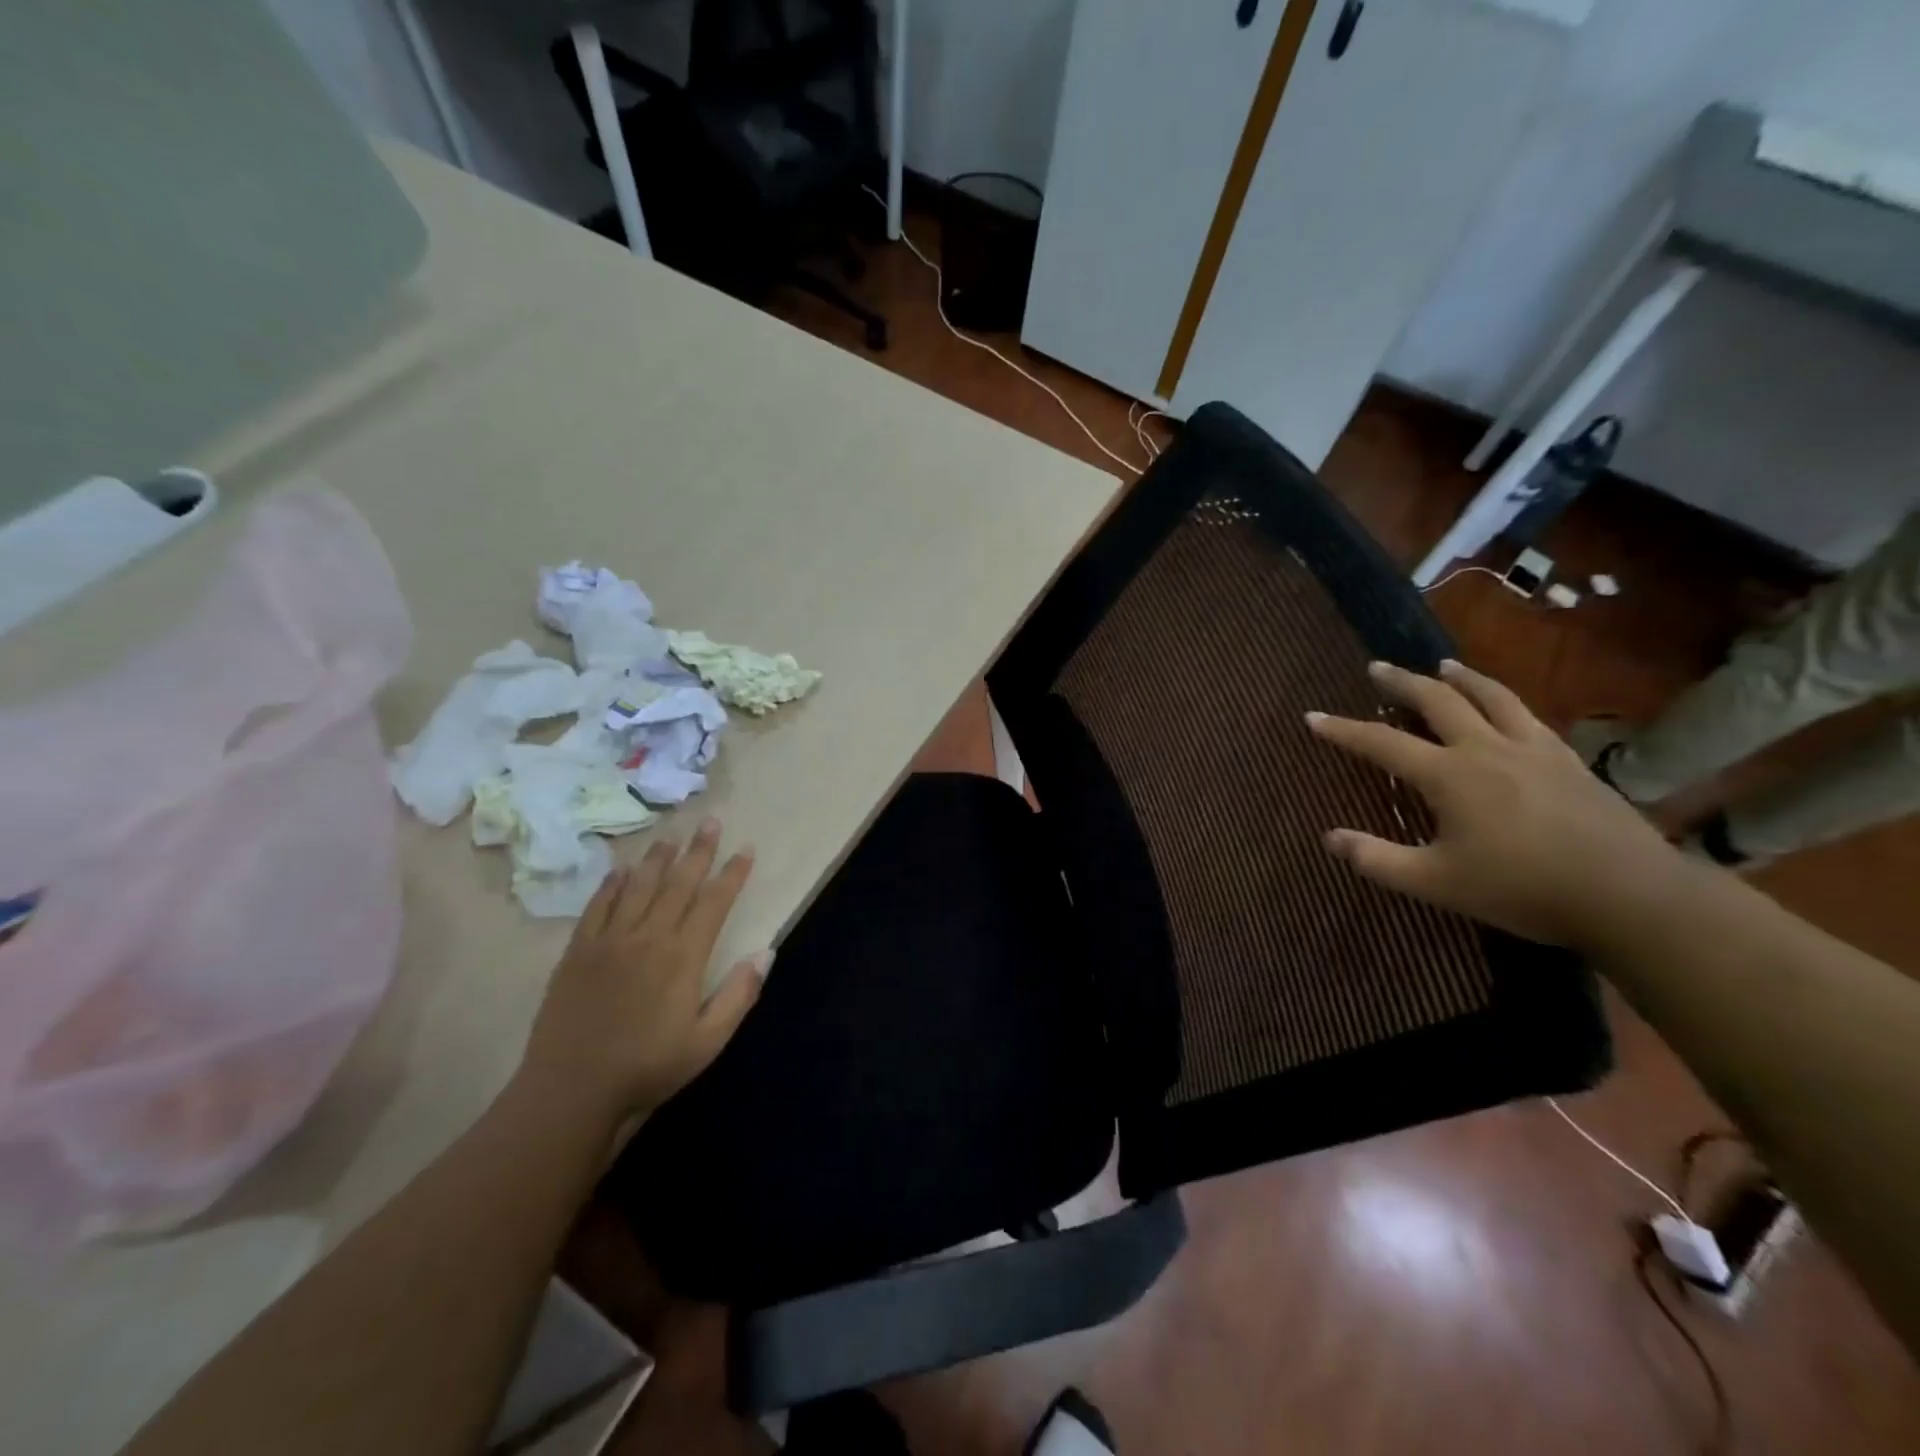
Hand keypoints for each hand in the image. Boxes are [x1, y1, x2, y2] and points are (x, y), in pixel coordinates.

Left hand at [518, 819, 768, 1127]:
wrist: (570, 1091)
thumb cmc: (647, 1068)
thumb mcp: (707, 1042)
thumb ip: (739, 995)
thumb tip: (767, 951)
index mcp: (683, 957)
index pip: (714, 902)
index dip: (732, 874)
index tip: (746, 849)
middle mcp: (648, 937)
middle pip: (678, 883)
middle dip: (698, 851)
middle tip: (710, 822)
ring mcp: (609, 941)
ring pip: (638, 887)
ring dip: (657, 859)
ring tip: (670, 837)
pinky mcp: (577, 952)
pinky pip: (597, 907)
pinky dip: (611, 884)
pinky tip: (620, 871)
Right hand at [1306, 659, 1676, 947]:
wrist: (1629, 895)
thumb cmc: (1522, 889)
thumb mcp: (1435, 883)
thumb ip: (1377, 859)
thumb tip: (1329, 838)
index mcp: (1449, 776)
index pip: (1382, 743)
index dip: (1343, 730)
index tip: (1313, 716)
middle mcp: (1486, 749)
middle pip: (1437, 701)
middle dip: (1401, 682)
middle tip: (1377, 668)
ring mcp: (1532, 749)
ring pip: (1491, 697)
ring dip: (1460, 678)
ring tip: (1443, 666)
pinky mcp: (1567, 759)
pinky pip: (1527, 714)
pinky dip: (1503, 699)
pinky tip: (1503, 706)